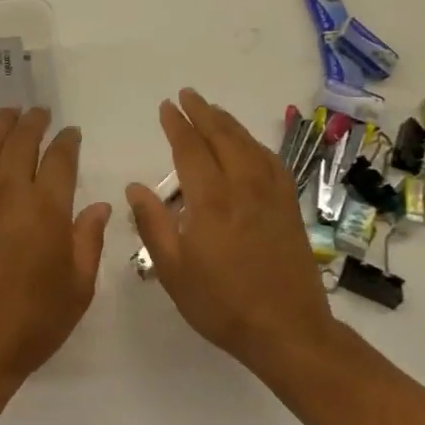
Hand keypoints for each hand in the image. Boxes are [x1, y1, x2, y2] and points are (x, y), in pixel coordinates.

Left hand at [0, 107, 110, 398]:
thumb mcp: (77, 288)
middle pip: (21, 142)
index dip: (67, 141)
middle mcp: (10, 193)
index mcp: (46, 209)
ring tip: (11, 113)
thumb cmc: (32, 322)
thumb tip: (99, 206)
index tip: (71, 132)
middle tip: (40, 112)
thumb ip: (89, 241)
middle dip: (33, 122)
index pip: (60, 159)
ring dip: (2, 126)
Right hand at [127, 89, 334, 374]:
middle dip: (202, 112)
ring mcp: (270, 194)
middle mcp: (242, 186)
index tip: (166, 106)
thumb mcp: (174, 271)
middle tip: (187, 95)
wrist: (288, 330)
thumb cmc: (222, 304)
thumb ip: (153, 224)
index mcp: (211, 199)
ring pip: (248, 144)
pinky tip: (250, 144)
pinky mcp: (289, 206)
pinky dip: (255, 144)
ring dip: (228, 122)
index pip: (190, 149)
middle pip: (221, 137)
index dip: (177, 125)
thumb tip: (135, 187)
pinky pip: (271, 161)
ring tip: (213, 110)